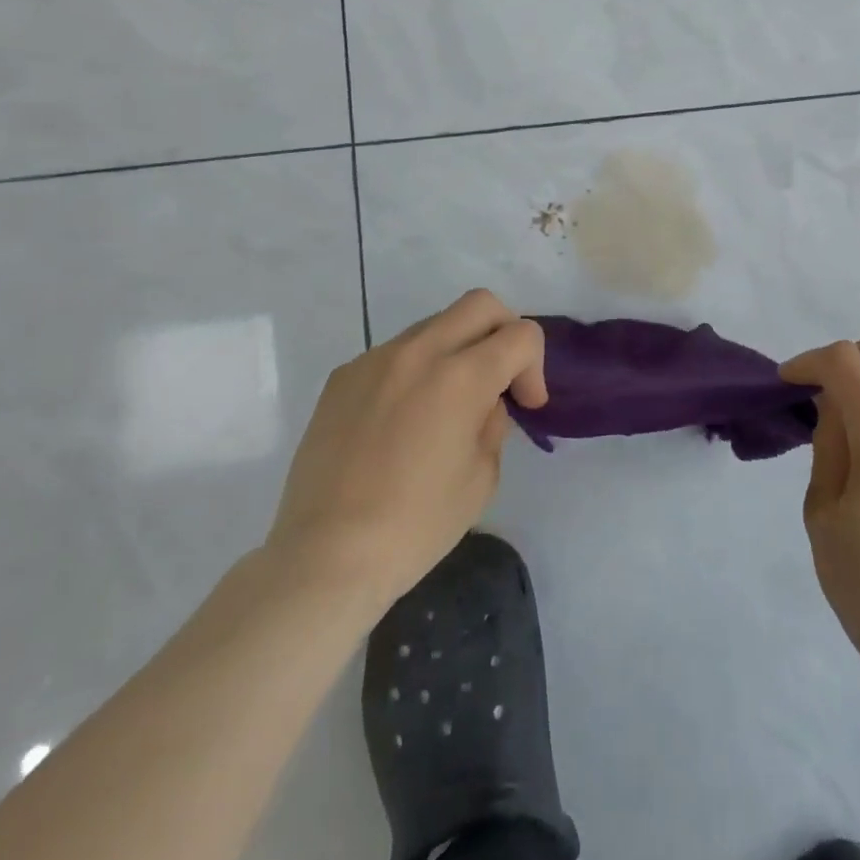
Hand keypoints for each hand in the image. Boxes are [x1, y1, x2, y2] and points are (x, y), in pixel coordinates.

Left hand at [265, 289, 546, 620]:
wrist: (326, 555)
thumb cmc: (416, 525)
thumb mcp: (482, 477)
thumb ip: (493, 423)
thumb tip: (484, 403)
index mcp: (462, 376)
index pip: (521, 334)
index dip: (534, 366)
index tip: (525, 406)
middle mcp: (419, 352)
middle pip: (480, 304)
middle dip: (504, 332)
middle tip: (500, 378)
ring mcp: (375, 359)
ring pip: (435, 324)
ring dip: (457, 349)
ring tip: (447, 404)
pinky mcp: (343, 376)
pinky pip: (395, 353)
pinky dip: (415, 370)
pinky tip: (403, 420)